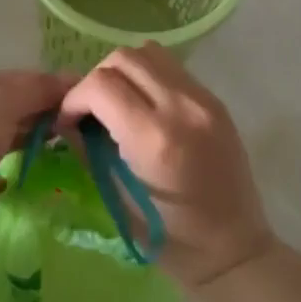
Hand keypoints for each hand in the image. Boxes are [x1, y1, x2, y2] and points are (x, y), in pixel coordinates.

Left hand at [0, 70, 75, 180]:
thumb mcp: (4, 101)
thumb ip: (36, 89)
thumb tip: (69, 81)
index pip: (13, 79)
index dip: (46, 86)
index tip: (77, 99)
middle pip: (4, 107)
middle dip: (35, 114)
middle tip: (71, 128)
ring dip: (20, 139)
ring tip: (50, 150)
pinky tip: (9, 180)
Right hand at [57, 44, 275, 288]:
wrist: (233, 248)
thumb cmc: (169, 238)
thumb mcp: (117, 197)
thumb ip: (88, 149)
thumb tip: (66, 120)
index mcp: (154, 138)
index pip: (100, 85)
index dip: (74, 98)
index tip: (68, 121)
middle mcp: (181, 107)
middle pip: (123, 58)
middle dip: (96, 80)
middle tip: (91, 111)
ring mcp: (203, 100)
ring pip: (149, 52)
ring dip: (123, 71)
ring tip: (118, 103)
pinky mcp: (215, 101)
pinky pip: (172, 68)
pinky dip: (148, 77)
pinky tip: (145, 107)